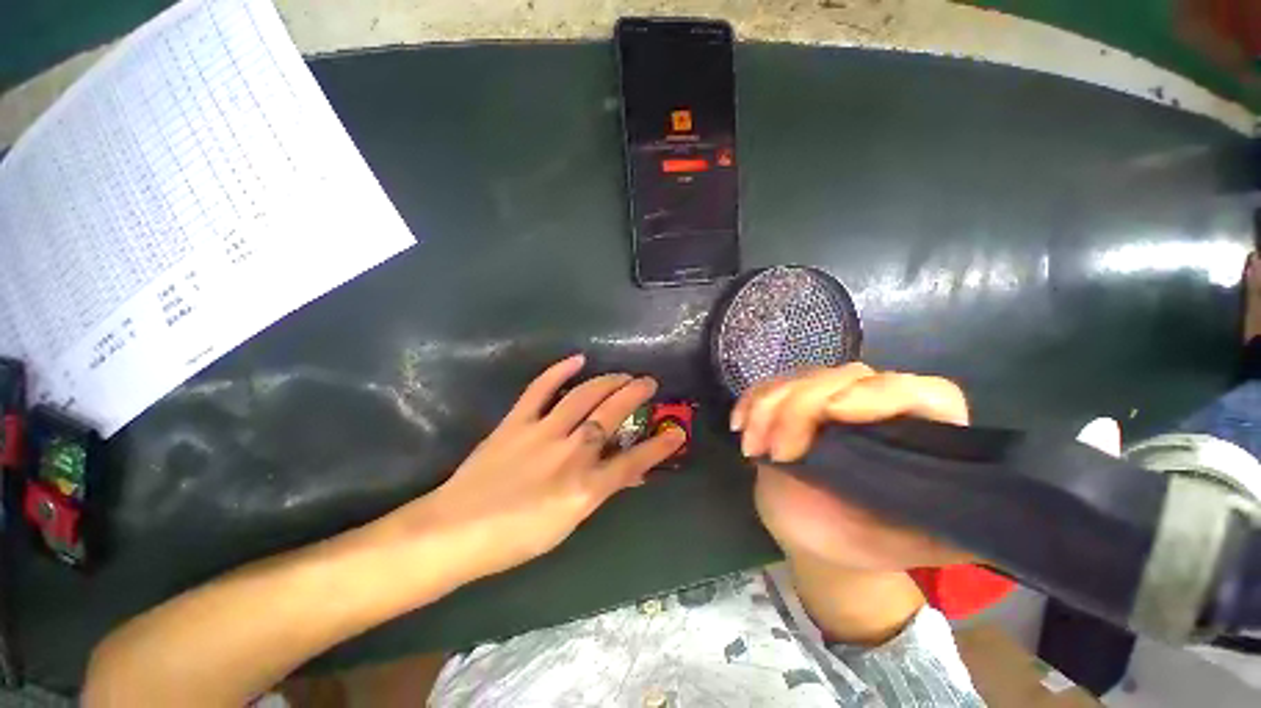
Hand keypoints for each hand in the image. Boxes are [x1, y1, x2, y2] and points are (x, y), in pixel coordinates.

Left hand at [407, 354, 685, 582]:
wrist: (456, 531)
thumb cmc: (515, 537)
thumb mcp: (569, 523)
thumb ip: (600, 492)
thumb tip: (628, 474)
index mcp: (585, 487)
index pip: (634, 462)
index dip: (659, 447)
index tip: (678, 432)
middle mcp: (571, 454)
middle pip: (612, 416)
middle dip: (636, 395)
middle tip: (649, 383)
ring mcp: (543, 432)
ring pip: (584, 397)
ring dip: (608, 381)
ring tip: (623, 374)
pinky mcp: (517, 421)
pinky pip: (541, 389)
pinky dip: (559, 371)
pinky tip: (578, 359)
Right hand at [732, 363, 972, 570]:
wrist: (814, 533)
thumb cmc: (865, 539)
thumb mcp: (913, 543)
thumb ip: (954, 526)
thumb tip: (994, 513)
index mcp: (919, 432)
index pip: (923, 392)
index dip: (880, 393)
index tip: (833, 413)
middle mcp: (876, 403)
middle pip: (845, 375)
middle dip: (801, 408)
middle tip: (777, 453)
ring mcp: (829, 397)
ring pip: (800, 377)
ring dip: (767, 407)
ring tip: (753, 449)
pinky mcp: (792, 401)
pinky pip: (768, 385)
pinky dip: (750, 401)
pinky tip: (740, 427)